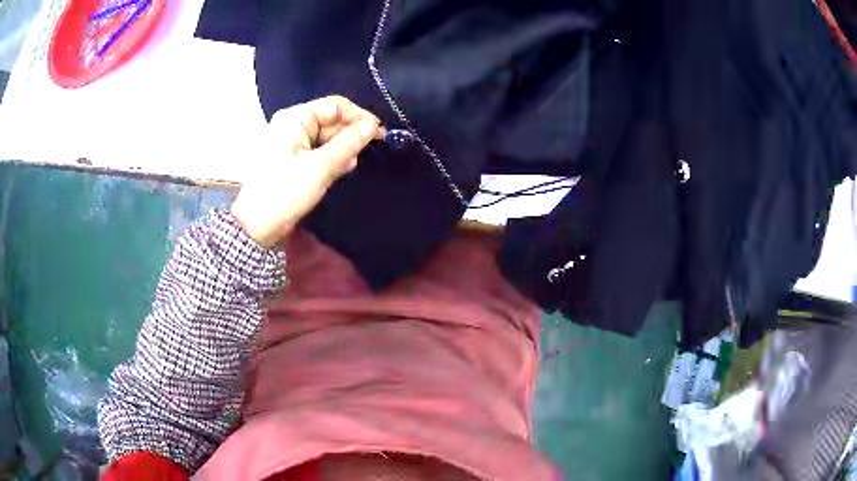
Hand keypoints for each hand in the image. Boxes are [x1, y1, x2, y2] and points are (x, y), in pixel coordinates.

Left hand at [231, 96, 381, 246]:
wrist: (256, 225)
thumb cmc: (286, 192)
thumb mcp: (321, 167)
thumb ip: (349, 143)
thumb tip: (373, 125)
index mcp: (295, 118)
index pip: (335, 106)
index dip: (359, 116)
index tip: (379, 133)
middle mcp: (292, 124)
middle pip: (330, 120)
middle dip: (350, 134)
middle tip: (366, 153)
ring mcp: (290, 141)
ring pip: (325, 136)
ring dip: (341, 148)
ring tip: (349, 166)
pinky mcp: (290, 158)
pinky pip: (316, 149)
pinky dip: (330, 157)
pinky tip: (339, 169)